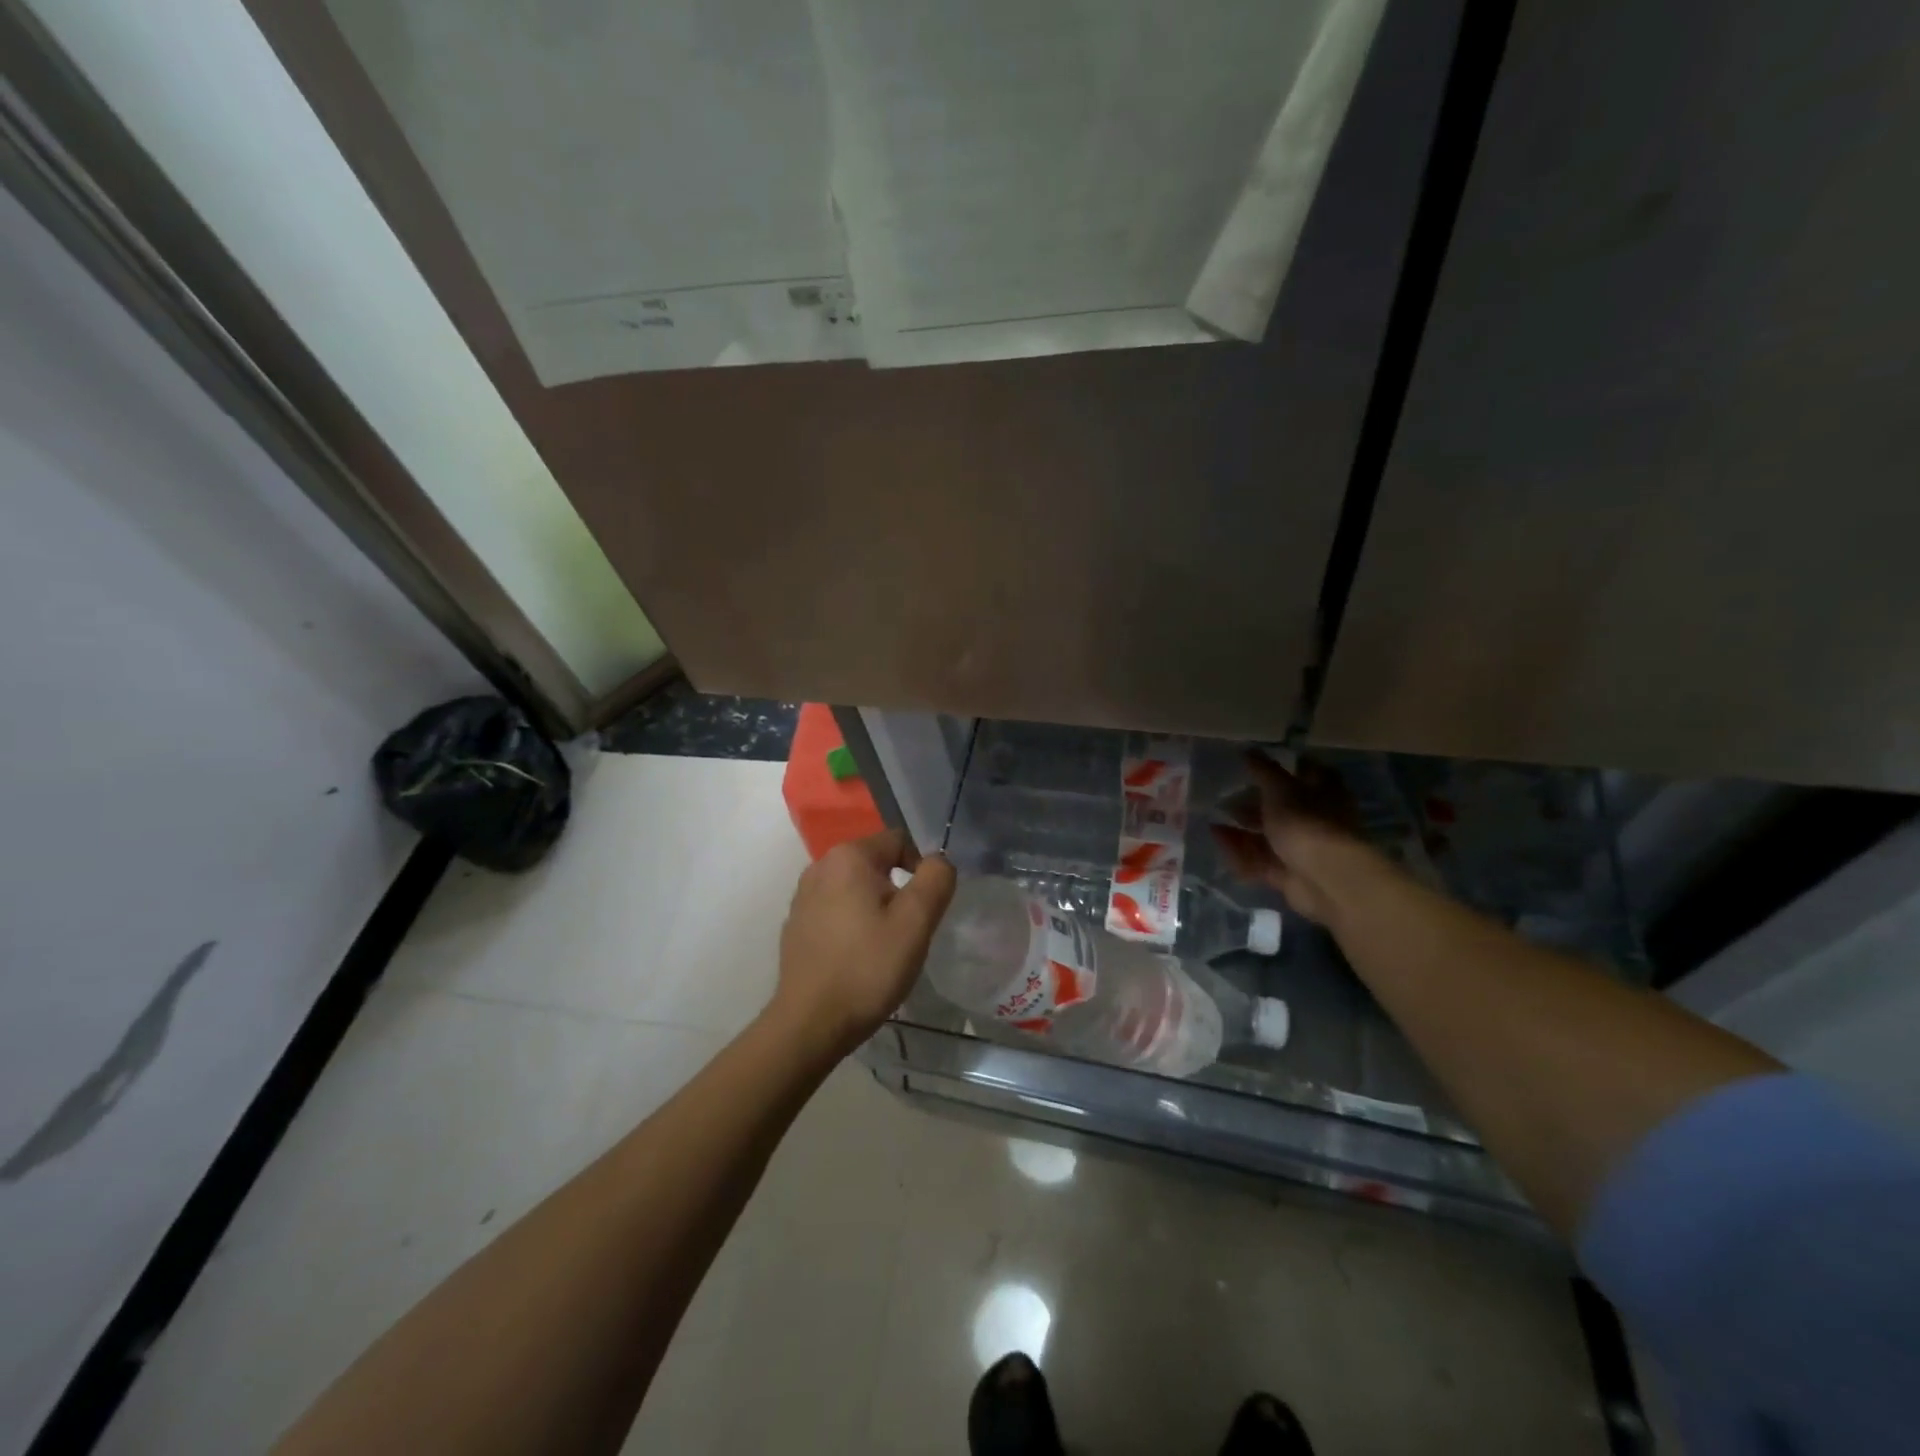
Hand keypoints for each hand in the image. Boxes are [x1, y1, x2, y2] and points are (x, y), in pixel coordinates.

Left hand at [770, 829, 956, 1057]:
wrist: (809, 1024)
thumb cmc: (867, 968)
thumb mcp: (916, 922)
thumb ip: (936, 880)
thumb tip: (938, 860)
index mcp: (848, 857)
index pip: (899, 841)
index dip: (922, 868)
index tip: (925, 909)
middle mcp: (819, 866)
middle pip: (876, 864)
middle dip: (898, 890)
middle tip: (908, 931)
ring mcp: (803, 896)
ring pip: (856, 888)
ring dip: (875, 908)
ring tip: (884, 946)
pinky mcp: (796, 924)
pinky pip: (836, 910)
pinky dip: (852, 924)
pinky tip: (857, 957)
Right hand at [1210, 752, 1385, 926]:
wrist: (1325, 878)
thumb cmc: (1306, 822)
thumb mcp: (1280, 788)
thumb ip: (1263, 770)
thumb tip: (1249, 750)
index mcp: (1325, 793)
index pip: (1309, 772)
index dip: (1286, 766)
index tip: (1257, 764)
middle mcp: (1318, 820)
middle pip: (1284, 808)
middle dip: (1255, 803)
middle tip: (1227, 796)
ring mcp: (1304, 849)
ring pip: (1270, 836)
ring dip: (1243, 829)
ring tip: (1214, 820)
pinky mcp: (1290, 875)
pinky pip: (1260, 860)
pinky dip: (1239, 850)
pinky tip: (1217, 840)